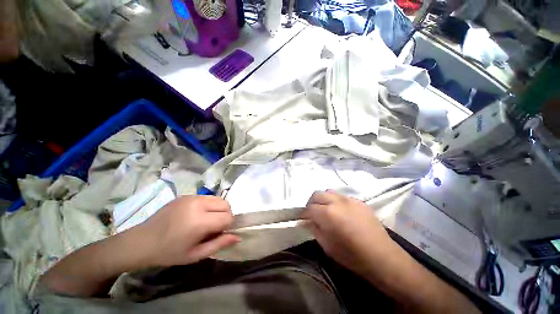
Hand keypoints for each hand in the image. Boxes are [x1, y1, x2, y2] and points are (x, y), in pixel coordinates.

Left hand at [137, 196, 240, 266]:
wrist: (141, 241)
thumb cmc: (169, 252)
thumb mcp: (195, 254)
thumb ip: (219, 244)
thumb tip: (238, 237)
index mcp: (199, 221)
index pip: (228, 217)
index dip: (228, 225)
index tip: (219, 233)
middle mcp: (198, 204)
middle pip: (226, 204)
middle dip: (225, 215)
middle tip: (214, 227)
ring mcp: (192, 197)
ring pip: (218, 199)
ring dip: (218, 209)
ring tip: (206, 220)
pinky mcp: (186, 195)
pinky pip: (207, 197)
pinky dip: (209, 205)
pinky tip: (196, 215)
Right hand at [303, 190, 397, 277]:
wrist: (381, 256)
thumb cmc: (351, 255)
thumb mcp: (327, 246)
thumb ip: (315, 229)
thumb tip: (307, 221)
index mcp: (327, 213)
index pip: (309, 208)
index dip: (304, 214)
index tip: (303, 219)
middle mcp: (336, 202)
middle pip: (317, 194)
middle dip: (312, 203)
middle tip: (313, 213)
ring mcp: (348, 199)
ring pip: (329, 192)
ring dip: (324, 199)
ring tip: (326, 209)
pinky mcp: (359, 201)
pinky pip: (342, 196)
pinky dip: (336, 201)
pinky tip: (342, 212)